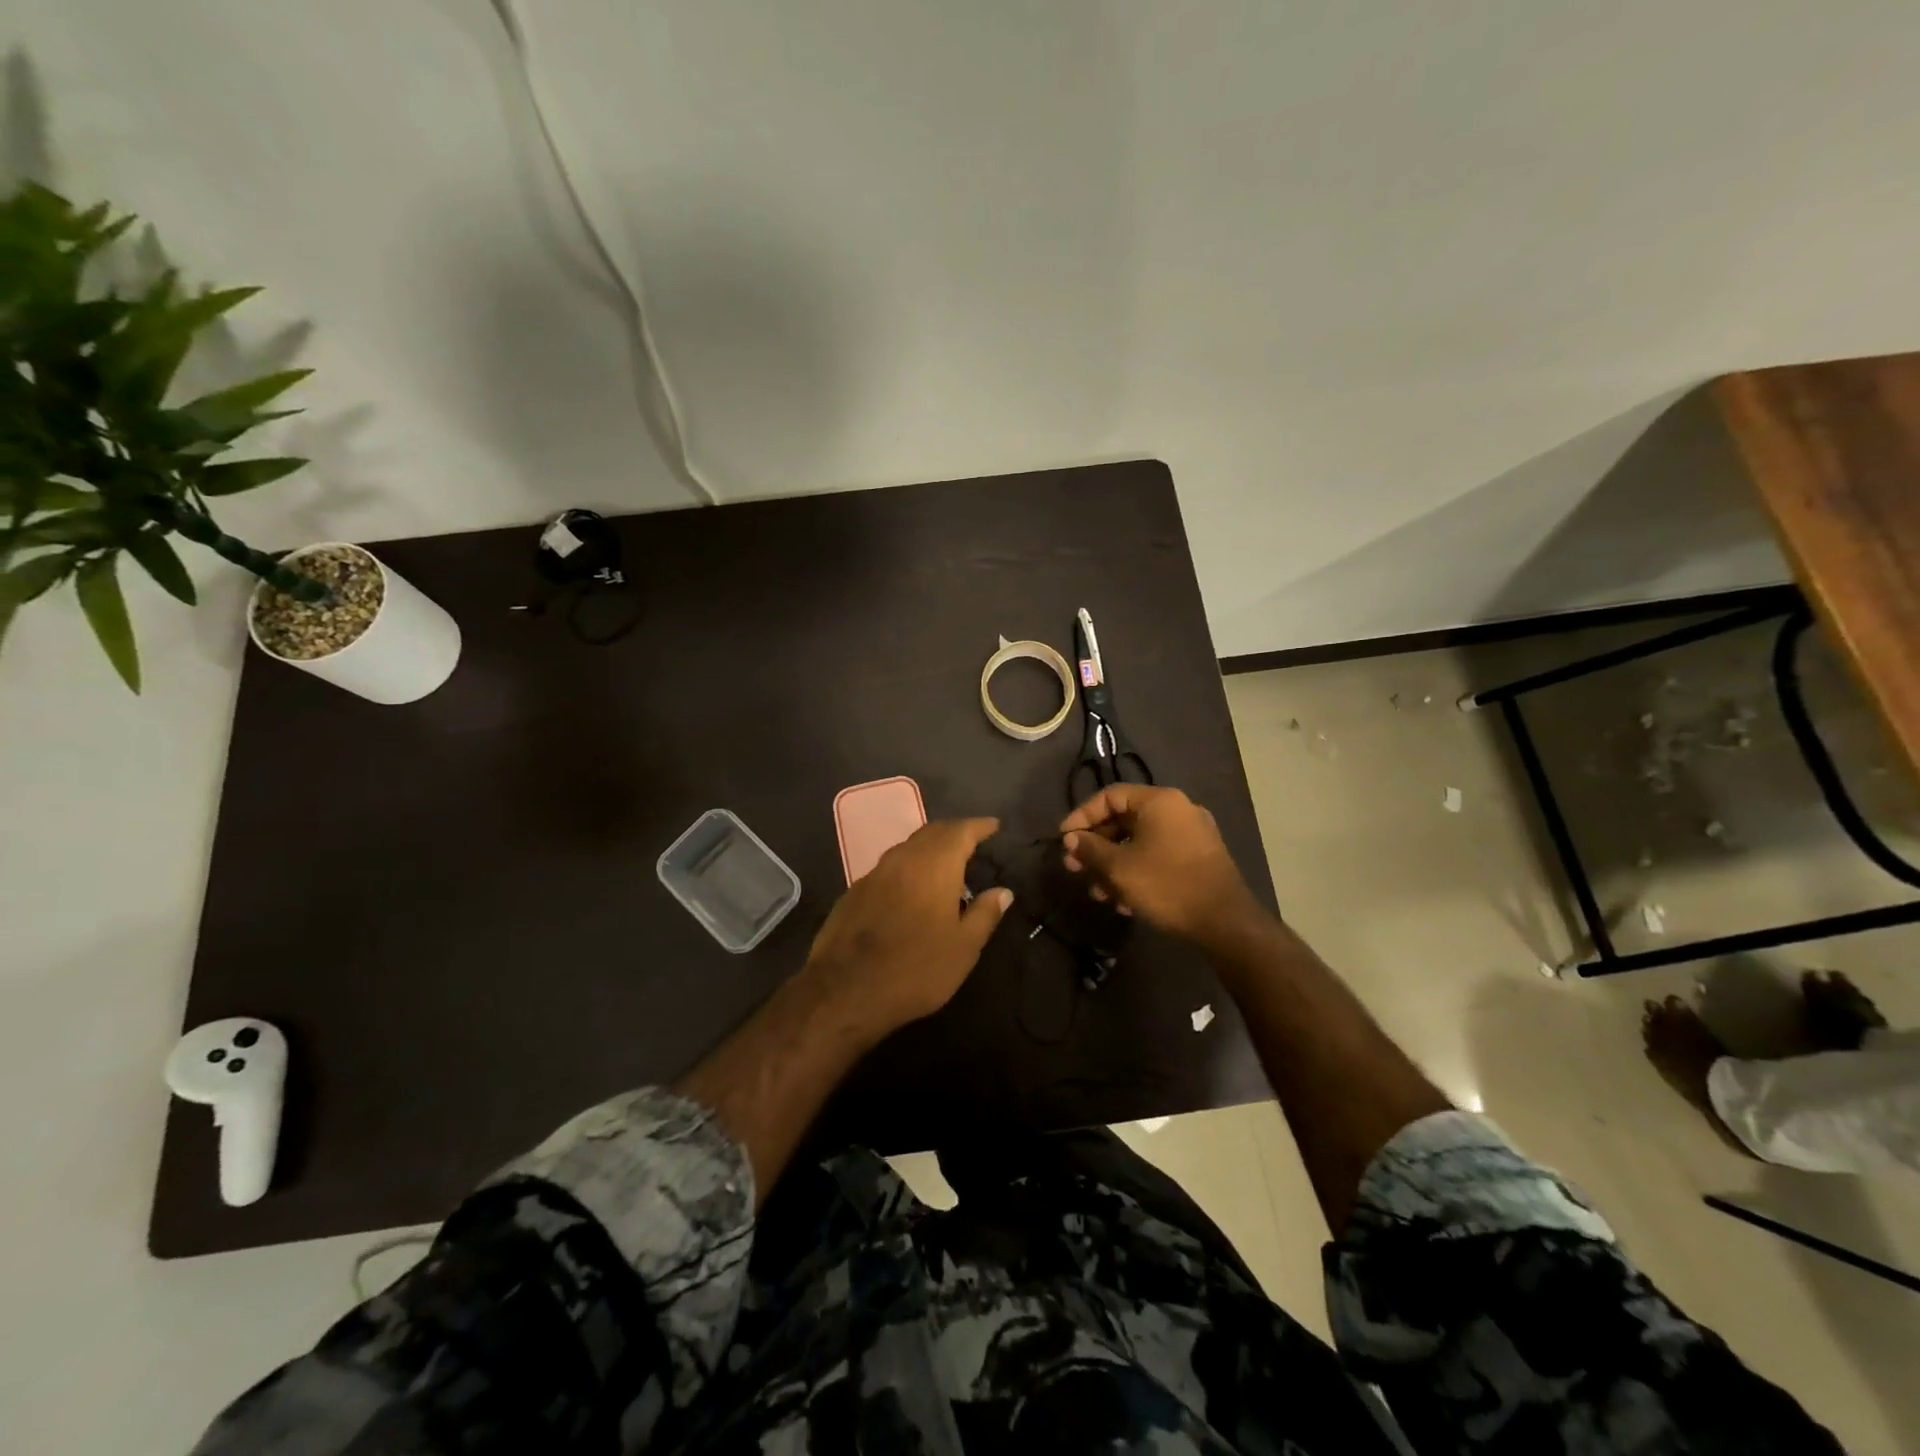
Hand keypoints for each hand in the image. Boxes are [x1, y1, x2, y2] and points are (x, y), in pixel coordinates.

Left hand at [801, 817, 1013, 1038]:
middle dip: (954, 833)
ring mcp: (874, 873)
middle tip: (972, 841)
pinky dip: (907, 868)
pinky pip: (889, 868)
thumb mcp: (963, 948)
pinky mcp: (854, 891)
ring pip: (908, 848)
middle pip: (932, 833)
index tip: (994, 826)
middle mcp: (904, 858)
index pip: (961, 831)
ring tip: (945, 864)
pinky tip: (911, 889)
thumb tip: (1003, 891)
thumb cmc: (916, 969)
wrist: (845, 990)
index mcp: (935, 865)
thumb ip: (985, 914)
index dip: (979, 826)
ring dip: (929, 849)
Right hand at [1060, 784, 1261, 942]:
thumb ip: (1090, 849)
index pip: (1110, 796)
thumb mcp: (1119, 868)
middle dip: (1097, 846)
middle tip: (1075, 868)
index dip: (1082, 816)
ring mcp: (1192, 834)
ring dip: (1114, 865)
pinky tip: (1124, 902)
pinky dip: (1137, 871)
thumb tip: (1071, 838)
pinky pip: (1158, 856)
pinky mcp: (1199, 858)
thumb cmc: (1166, 886)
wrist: (1225, 923)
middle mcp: (1178, 809)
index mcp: (1160, 801)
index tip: (1064, 839)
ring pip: (1140, 842)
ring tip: (1097, 893)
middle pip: (1125, 819)